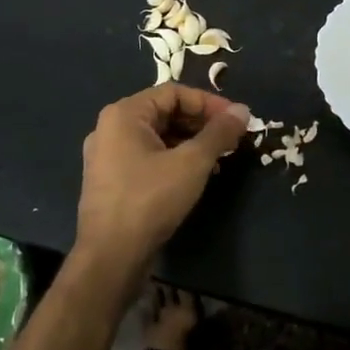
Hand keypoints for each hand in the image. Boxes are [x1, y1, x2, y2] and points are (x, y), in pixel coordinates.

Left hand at [73, 84, 250, 295]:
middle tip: (231, 139)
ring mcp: (107, 156)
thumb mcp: (192, 163)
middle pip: (164, 113)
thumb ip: (219, 133)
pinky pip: (148, 157)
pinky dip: (174, 159)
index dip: (209, 103)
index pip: (174, 93)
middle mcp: (110, 128)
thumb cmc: (150, 200)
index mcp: (124, 114)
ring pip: (157, 137)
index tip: (236, 120)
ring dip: (190, 143)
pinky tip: (195, 176)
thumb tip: (243, 110)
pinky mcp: (111, 181)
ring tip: (218, 159)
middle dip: (201, 123)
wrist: (111, 257)